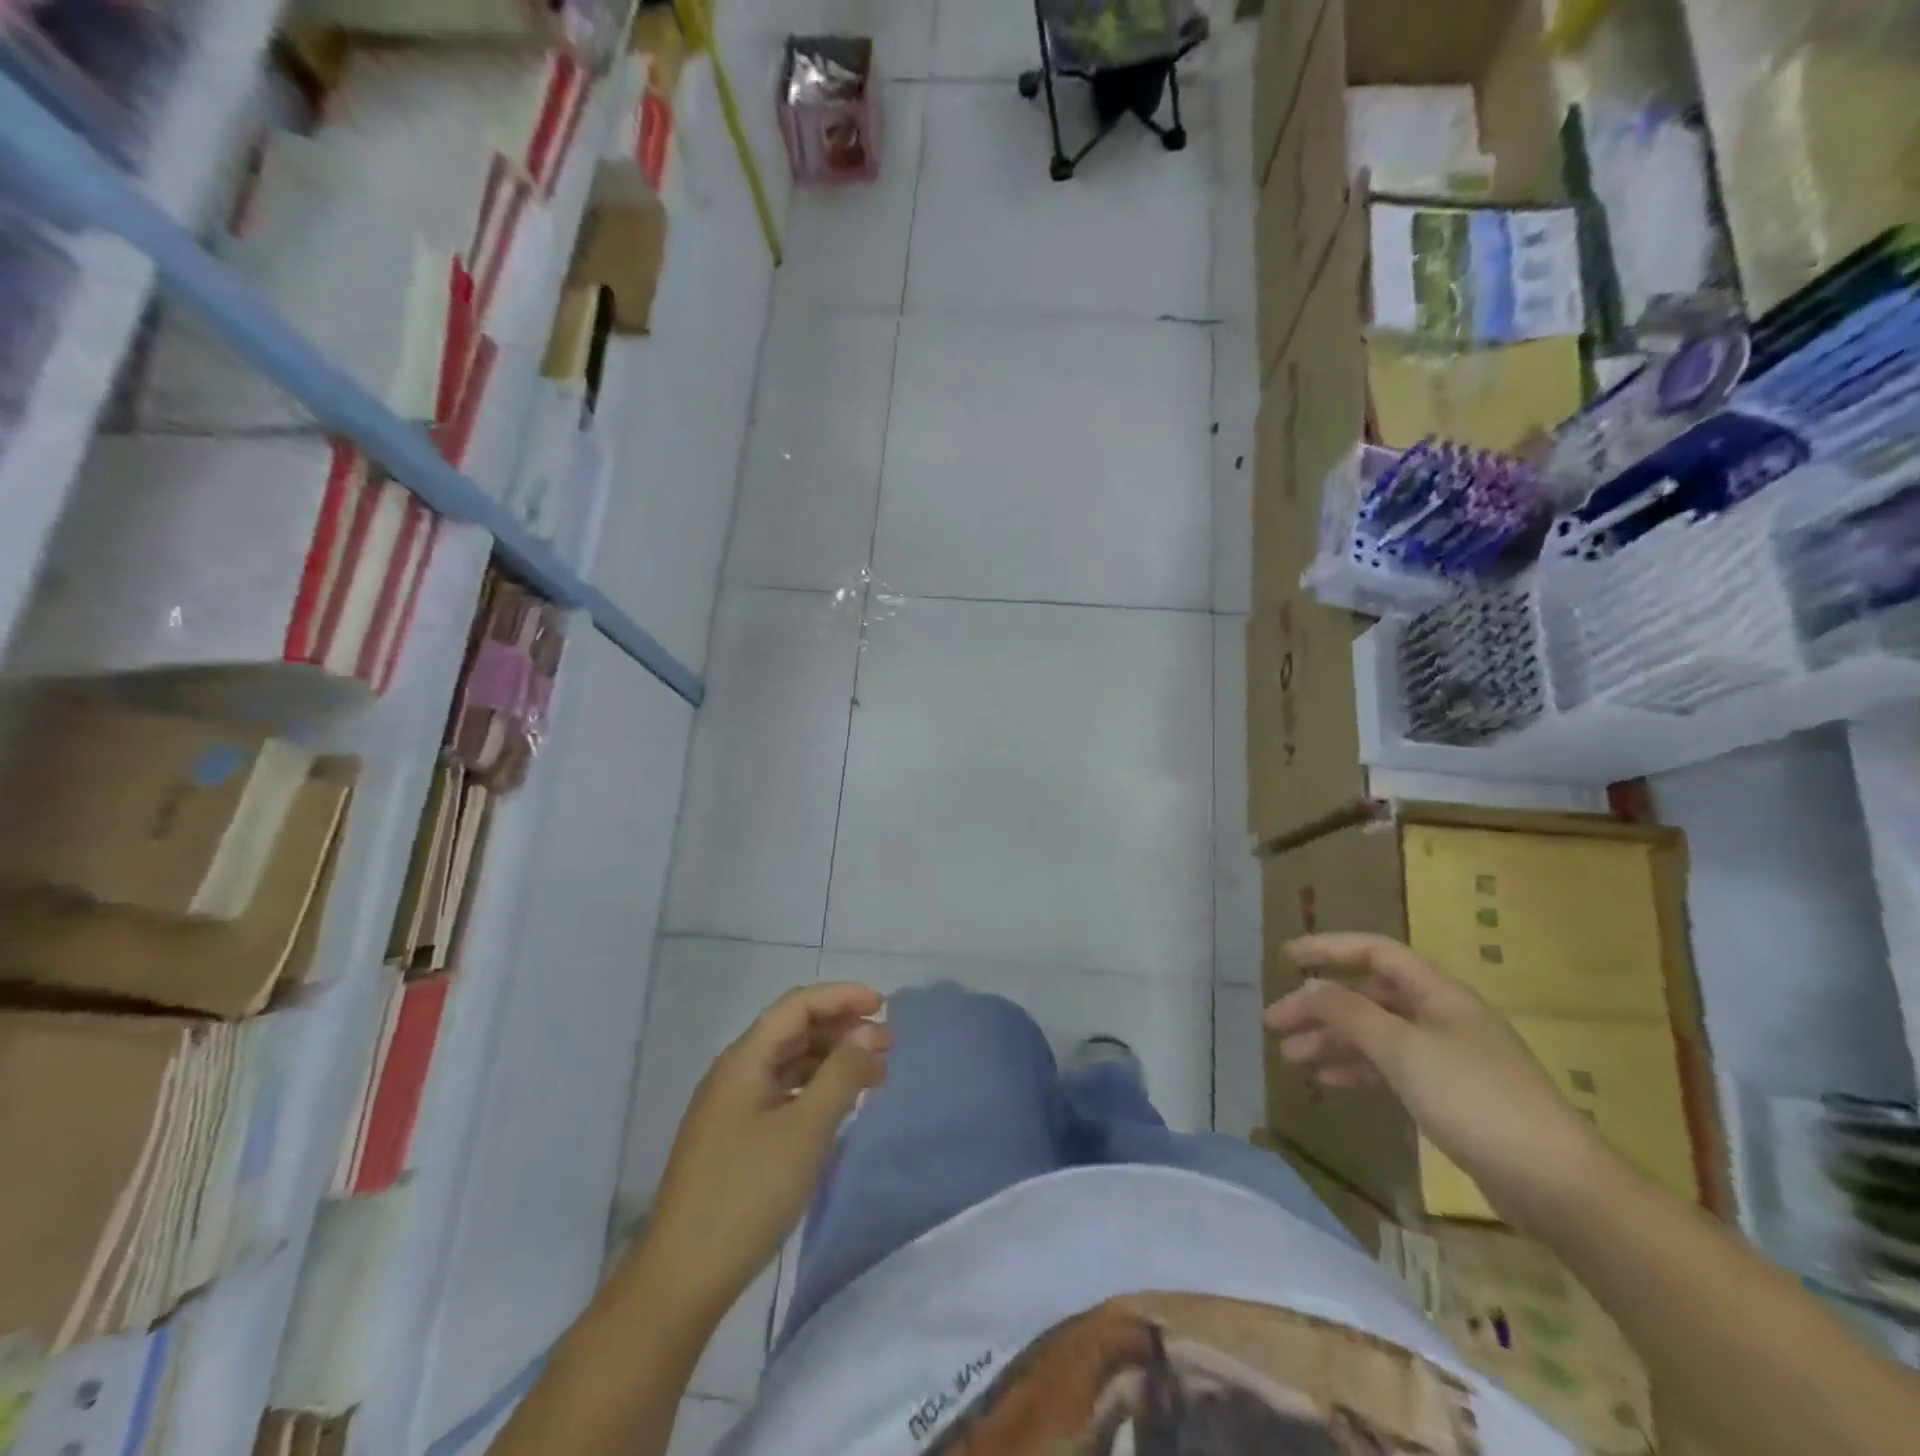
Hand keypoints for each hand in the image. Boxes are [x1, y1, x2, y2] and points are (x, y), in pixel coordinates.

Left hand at [647, 982, 888, 1311]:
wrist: (682, 1279)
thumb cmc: (748, 1193)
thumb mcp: (806, 1130)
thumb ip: (841, 1074)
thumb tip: (869, 1033)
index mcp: (744, 1060)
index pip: (797, 1006)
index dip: (841, 997)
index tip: (883, 1005)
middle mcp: (734, 1073)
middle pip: (792, 1031)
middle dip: (841, 1029)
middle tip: (886, 1045)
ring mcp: (731, 1108)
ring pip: (788, 1064)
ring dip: (830, 1061)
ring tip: (872, 1076)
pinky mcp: (734, 1138)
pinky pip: (782, 1094)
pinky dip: (814, 1090)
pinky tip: (838, 1107)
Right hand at [1263, 933, 1610, 1227]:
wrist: (1557, 1185)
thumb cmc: (1475, 1099)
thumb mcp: (1402, 1049)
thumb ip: (1348, 1013)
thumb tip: (1308, 988)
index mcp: (1437, 993)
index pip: (1374, 952)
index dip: (1328, 949)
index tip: (1285, 959)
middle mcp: (1440, 1016)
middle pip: (1367, 996)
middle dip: (1319, 1007)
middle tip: (1275, 1026)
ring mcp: (1446, 1056)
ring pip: (1374, 1034)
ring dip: (1332, 1042)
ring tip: (1291, 1060)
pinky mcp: (1449, 1095)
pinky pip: (1389, 1067)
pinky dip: (1357, 1070)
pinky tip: (1328, 1082)